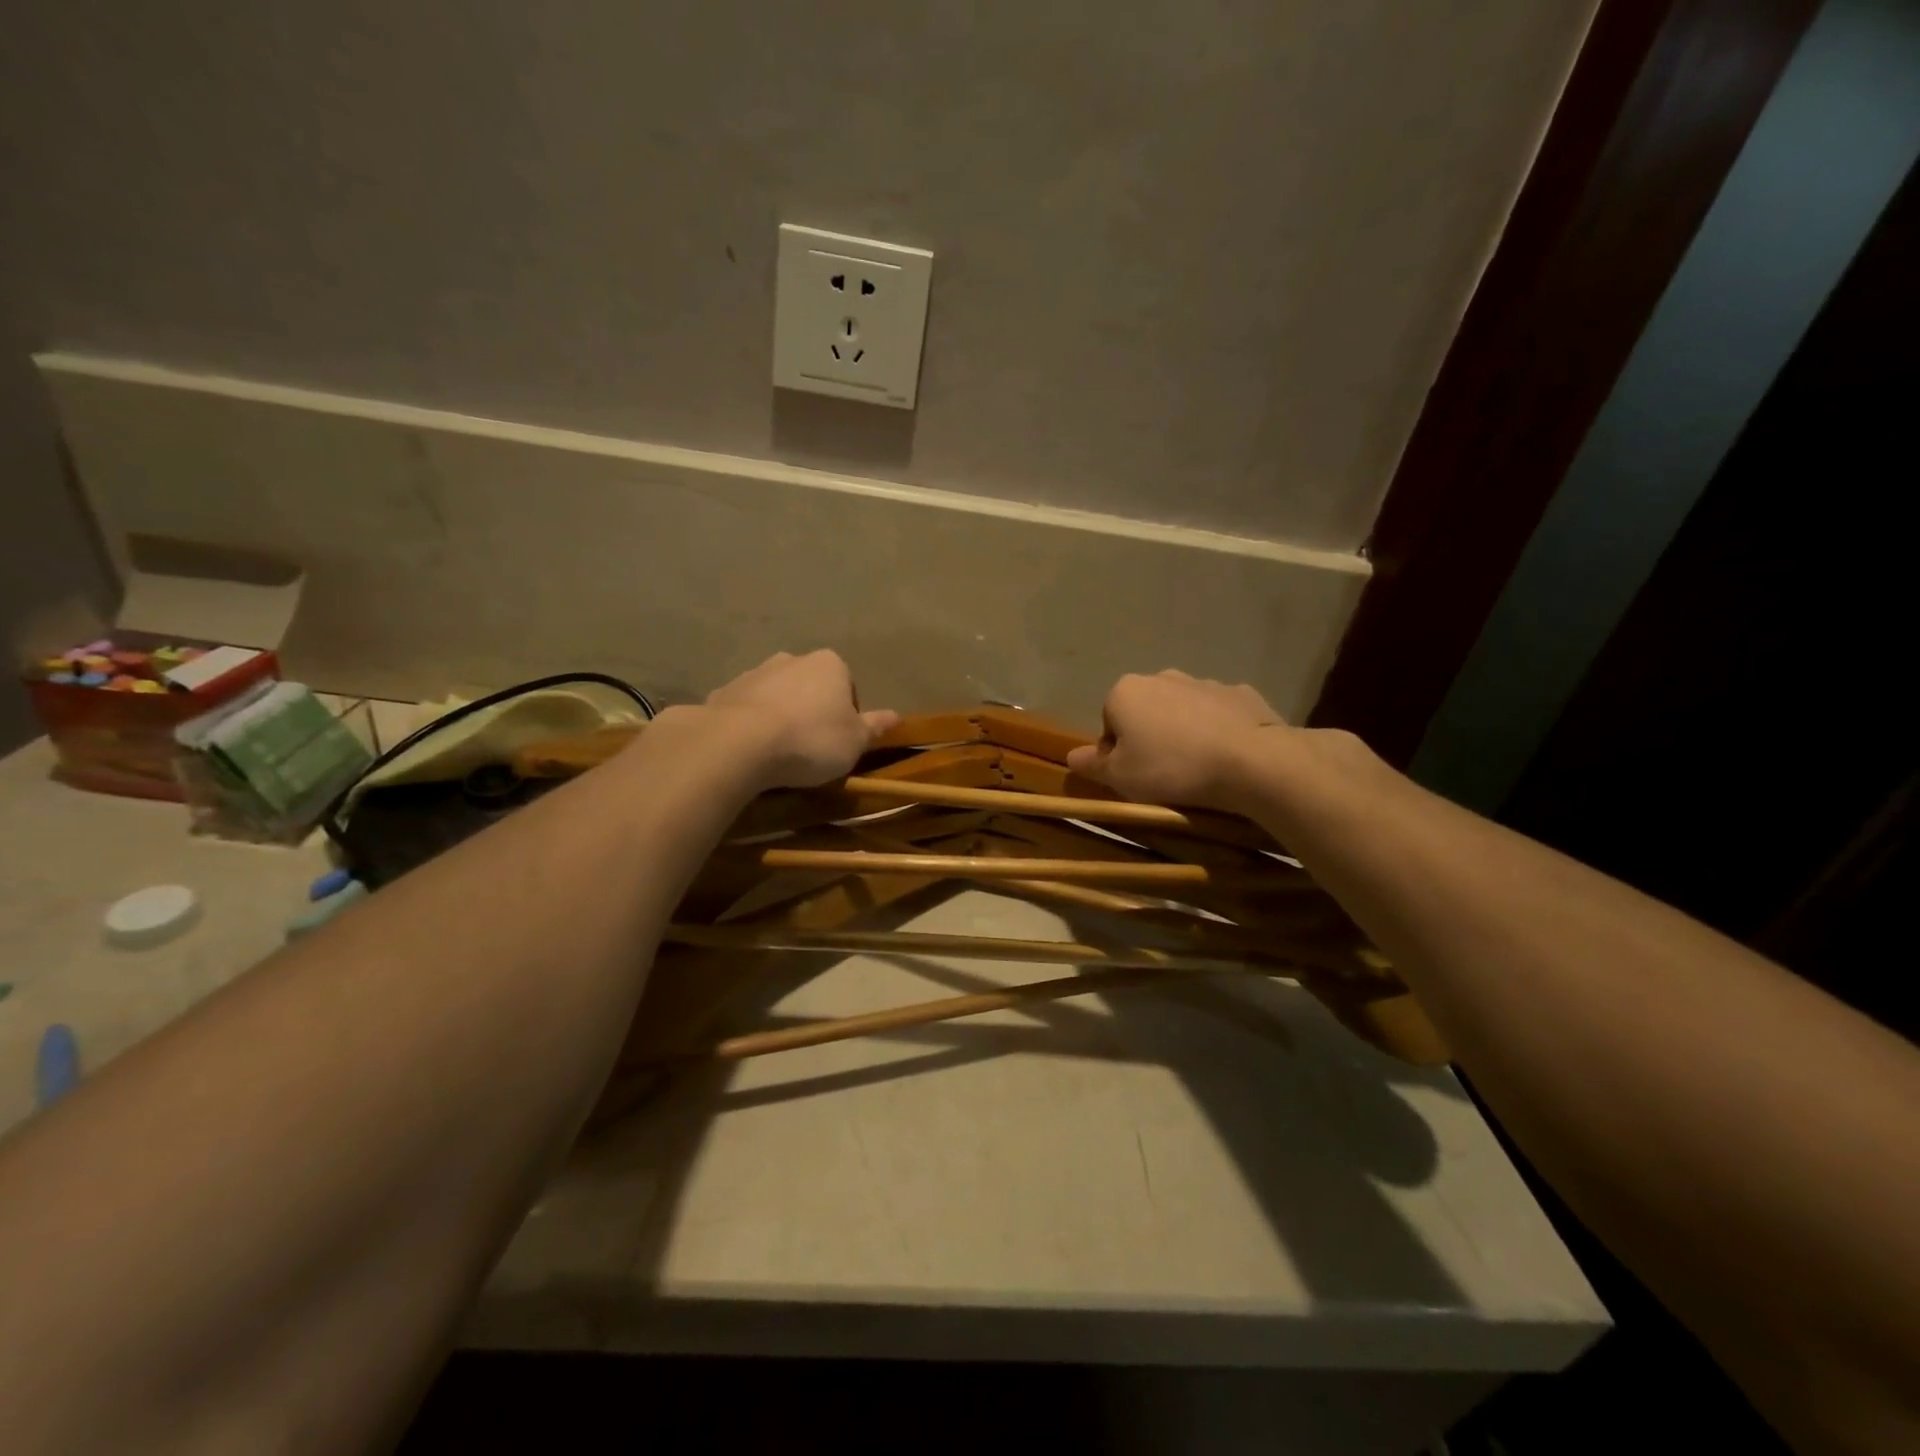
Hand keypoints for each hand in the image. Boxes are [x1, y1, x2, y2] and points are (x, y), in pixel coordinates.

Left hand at [702, 650, 899, 789]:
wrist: (739, 744)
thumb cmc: (811, 740)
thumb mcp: (855, 741)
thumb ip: (874, 727)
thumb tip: (896, 716)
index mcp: (830, 664)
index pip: (847, 686)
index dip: (846, 714)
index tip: (840, 741)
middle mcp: (791, 659)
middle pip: (810, 687)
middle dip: (811, 710)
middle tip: (811, 747)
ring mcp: (754, 673)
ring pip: (776, 695)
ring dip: (780, 716)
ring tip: (779, 753)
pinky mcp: (723, 692)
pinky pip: (745, 710)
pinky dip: (750, 725)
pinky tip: (751, 751)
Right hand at [1066, 670, 1286, 809]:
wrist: (1251, 761)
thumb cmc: (1171, 768)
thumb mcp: (1120, 777)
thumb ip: (1092, 765)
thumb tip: (1071, 757)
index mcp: (1125, 692)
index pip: (1108, 724)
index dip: (1116, 754)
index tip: (1132, 777)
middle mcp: (1162, 677)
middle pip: (1145, 712)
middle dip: (1149, 738)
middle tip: (1162, 774)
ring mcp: (1205, 682)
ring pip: (1182, 712)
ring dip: (1183, 734)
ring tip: (1197, 769)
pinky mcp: (1241, 693)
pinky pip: (1218, 715)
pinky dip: (1218, 731)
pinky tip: (1226, 757)